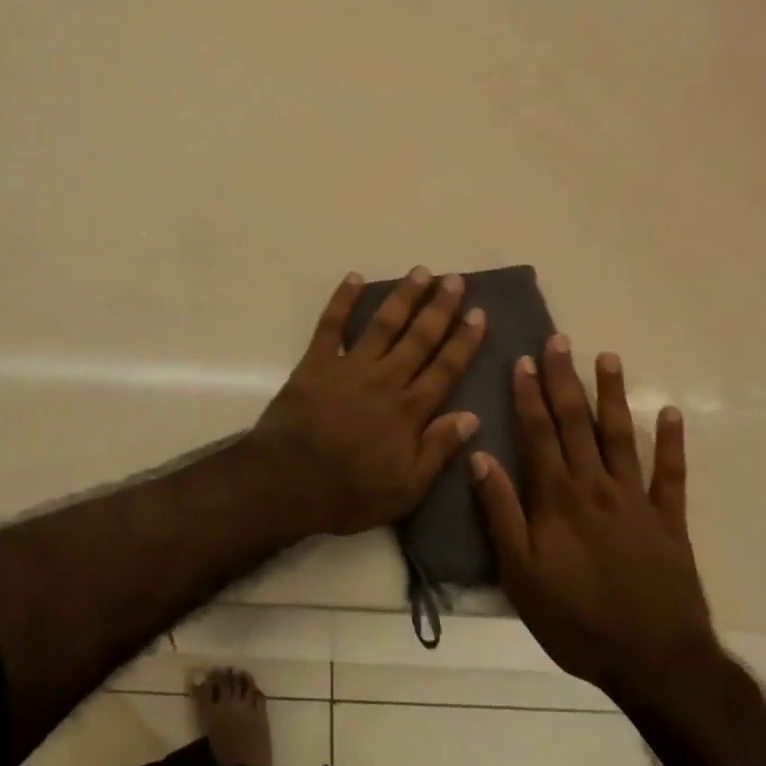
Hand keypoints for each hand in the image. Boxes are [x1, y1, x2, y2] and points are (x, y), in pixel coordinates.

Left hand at [251, 268, 486, 536]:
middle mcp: (384, 380)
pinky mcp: (316, 362)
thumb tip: (472, 417)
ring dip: (402, 297)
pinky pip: (331, 325)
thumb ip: (438, 450)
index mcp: (408, 411)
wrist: (287, 482)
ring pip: (383, 324)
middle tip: (454, 280)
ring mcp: (349, 367)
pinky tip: (354, 278)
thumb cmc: (348, 493)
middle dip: (439, 308)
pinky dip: (342, 300)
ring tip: (420, 272)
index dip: (463, 341)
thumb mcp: (405, 489)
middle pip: (419, 338)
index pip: (445, 369)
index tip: (478, 314)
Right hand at [471, 339, 718, 702]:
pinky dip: (672, 443)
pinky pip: (671, 475)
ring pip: (620, 436)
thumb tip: (478, 455)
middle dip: (564, 380)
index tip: (524, 360)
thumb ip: (500, 511)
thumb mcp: (519, 573)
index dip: (529, 395)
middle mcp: (595, 486)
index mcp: (557, 497)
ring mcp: (636, 500)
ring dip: (611, 395)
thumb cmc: (576, 619)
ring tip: (607, 358)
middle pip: (575, 423)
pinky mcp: (668, 521)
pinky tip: (670, 413)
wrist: (655, 662)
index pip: (538, 433)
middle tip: (560, 341)